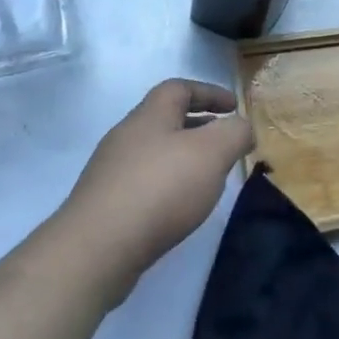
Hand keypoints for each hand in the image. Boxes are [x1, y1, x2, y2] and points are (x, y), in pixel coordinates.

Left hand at [65, 79, 253, 305]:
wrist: (95, 250)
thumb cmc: (160, 189)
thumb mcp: (212, 152)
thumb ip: (235, 132)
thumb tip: (243, 127)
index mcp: (150, 115)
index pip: (180, 88)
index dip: (209, 92)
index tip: (234, 106)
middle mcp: (126, 136)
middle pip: (165, 120)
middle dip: (198, 126)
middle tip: (225, 142)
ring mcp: (110, 172)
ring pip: (154, 153)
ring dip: (183, 158)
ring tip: (208, 178)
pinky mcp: (104, 206)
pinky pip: (143, 183)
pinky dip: (167, 185)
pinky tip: (180, 208)